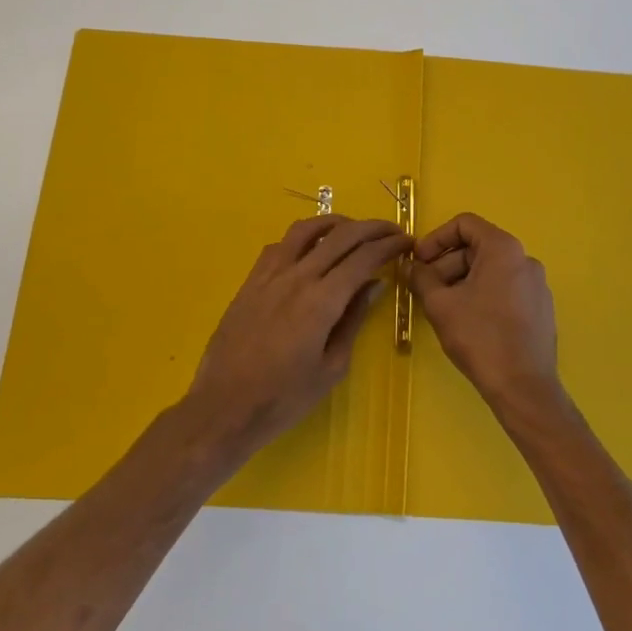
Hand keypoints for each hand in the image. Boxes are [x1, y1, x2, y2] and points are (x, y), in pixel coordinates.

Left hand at [184, 214, 409, 454]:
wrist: (224, 407)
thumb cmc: (284, 398)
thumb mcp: (332, 366)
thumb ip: (354, 319)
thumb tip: (375, 284)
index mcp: (322, 301)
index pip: (364, 257)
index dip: (389, 245)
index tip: (406, 242)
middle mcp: (297, 277)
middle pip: (341, 236)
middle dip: (372, 228)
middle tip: (392, 231)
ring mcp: (270, 276)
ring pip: (306, 230)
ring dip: (335, 222)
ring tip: (353, 229)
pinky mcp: (251, 281)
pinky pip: (279, 246)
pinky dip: (302, 238)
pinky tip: (310, 249)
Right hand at [410, 213, 560, 411]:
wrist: (523, 387)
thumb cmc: (480, 337)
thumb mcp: (440, 304)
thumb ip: (421, 277)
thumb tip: (412, 266)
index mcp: (504, 249)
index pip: (464, 224)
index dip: (436, 239)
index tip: (418, 261)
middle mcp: (525, 259)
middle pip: (477, 248)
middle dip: (445, 264)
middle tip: (424, 289)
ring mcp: (537, 285)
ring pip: (490, 271)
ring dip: (460, 281)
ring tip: (442, 308)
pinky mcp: (540, 309)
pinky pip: (505, 289)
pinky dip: (481, 295)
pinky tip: (467, 322)